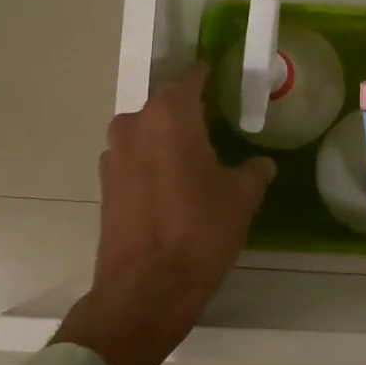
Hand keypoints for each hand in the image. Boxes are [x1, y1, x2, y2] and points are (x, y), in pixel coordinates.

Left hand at [53, 63, 275, 364]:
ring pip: (147, 133)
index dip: (207, 75)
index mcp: (168, 117)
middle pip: (165, 106)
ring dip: (169, 138)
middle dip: (190, 111)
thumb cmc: (200, 232)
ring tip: (199, 156)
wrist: (146, 290)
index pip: (189, 79)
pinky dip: (155, 162)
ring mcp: (113, 156)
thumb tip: (259, 165)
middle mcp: (133, 126)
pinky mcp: (105, 186)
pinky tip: (176, 184)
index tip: (223, 75)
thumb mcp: (241, 197)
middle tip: (219, 121)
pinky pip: (135, 159)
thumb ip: (252, 172)